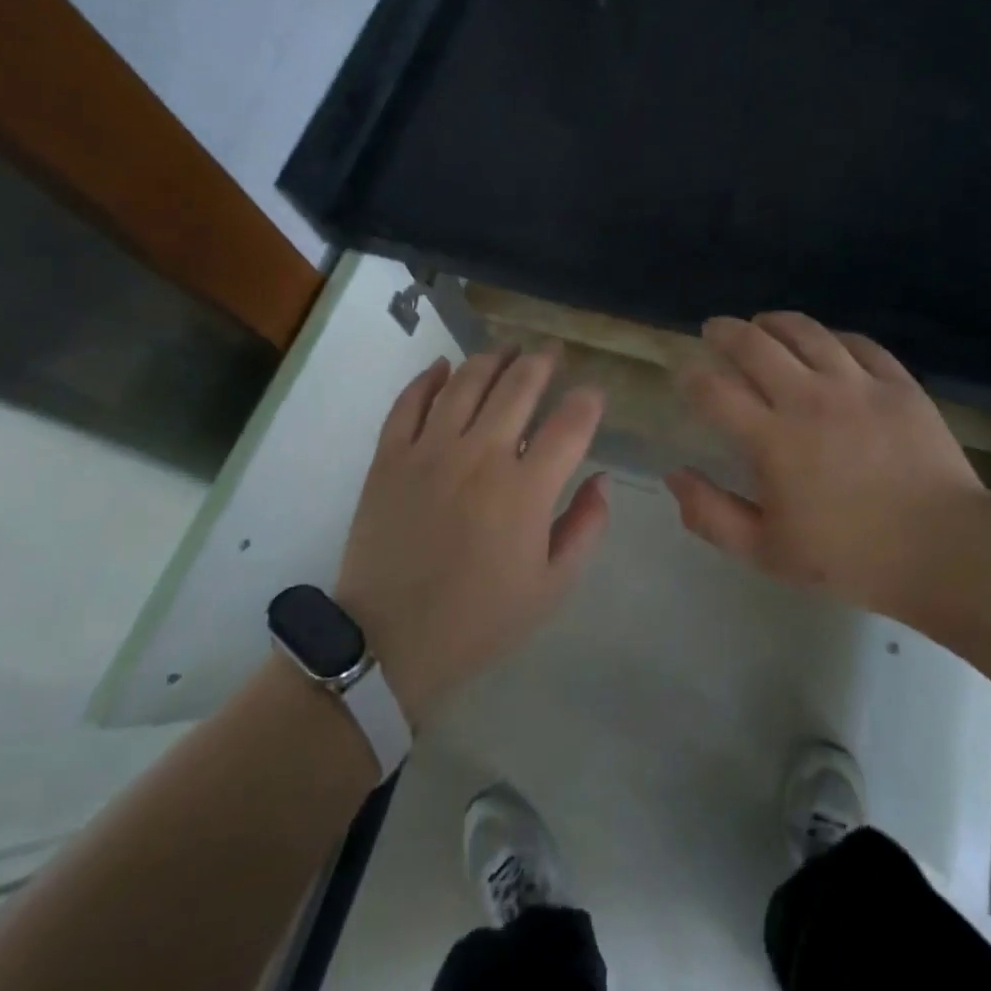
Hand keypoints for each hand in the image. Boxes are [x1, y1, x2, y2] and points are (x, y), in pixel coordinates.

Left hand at [335, 346, 608, 726]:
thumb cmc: (479, 619)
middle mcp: (481, 455)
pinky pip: (409, 402)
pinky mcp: (390, 456)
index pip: (571, 423)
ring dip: (493, 358)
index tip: (593, 394)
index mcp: (526, 489)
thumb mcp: (551, 587)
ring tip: (508, 349)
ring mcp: (430, 450)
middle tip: (552, 353)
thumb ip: (586, 527)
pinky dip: (428, 378)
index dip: (589, 400)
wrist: (389, 642)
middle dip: (543, 363)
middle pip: (519, 387)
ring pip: (466, 382)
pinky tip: (443, 366)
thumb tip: (602, 479)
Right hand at [664, 314, 990, 619]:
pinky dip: (831, 337)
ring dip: (774, 322)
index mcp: (773, 439)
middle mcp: (809, 398)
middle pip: (754, 343)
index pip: (714, 390)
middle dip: (724, 331)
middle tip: (714, 330)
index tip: (684, 373)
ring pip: (806, 331)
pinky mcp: (897, 383)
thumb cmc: (850, 558)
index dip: (690, 376)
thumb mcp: (767, 552)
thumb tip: (675, 476)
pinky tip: (825, 343)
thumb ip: (711, 514)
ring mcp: (857, 385)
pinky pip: (858, 343)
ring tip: (762, 324)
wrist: (945, 552)